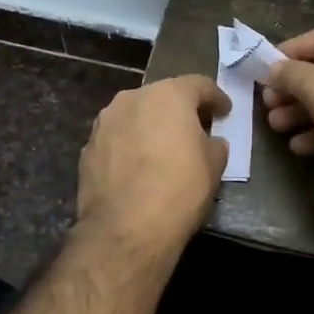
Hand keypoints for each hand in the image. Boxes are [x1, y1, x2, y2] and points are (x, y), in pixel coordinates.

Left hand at [75, 75, 229, 259]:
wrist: (125, 229)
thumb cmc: (179, 190)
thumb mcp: (214, 166)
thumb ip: (214, 144)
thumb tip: (210, 142)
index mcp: (168, 95)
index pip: (199, 85)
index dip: (216, 97)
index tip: (225, 111)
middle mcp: (133, 98)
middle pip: (163, 96)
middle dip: (180, 110)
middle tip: (195, 129)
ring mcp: (105, 122)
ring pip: (136, 115)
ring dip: (151, 126)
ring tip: (163, 148)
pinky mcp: (88, 147)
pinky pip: (117, 138)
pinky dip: (130, 145)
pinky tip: (138, 167)